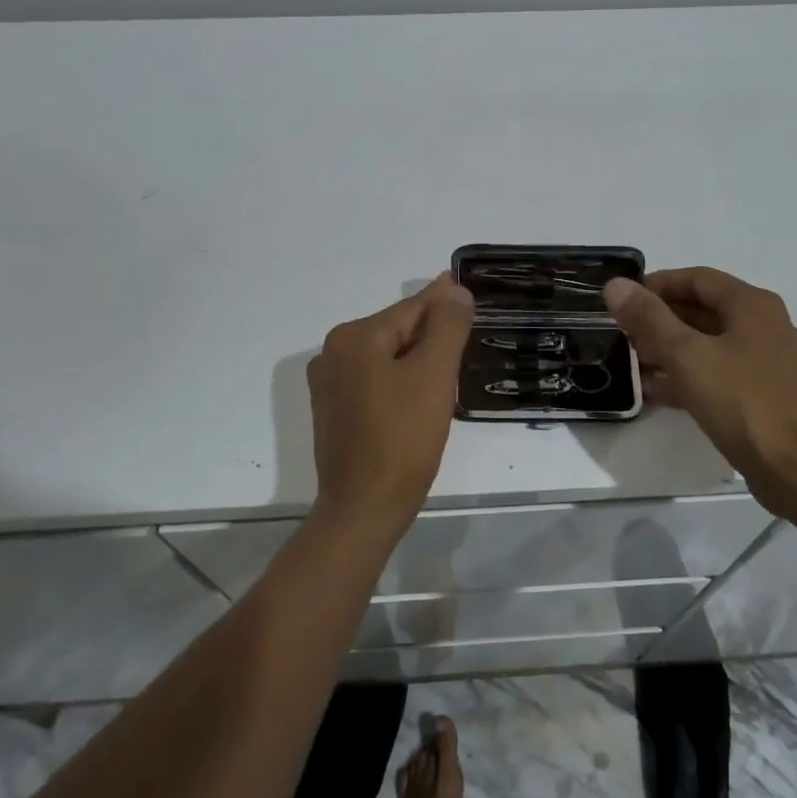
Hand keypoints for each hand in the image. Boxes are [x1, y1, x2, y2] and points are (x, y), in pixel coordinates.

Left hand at [307, 273, 475, 537]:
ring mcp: (329, 386)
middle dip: (432, 333)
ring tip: (450, 360)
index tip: (463, 288)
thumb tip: (455, 291)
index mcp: (353, 338)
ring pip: (386, 357)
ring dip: (417, 358)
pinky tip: (421, 393)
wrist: (363, 510)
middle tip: (467, 332)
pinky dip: (400, 380)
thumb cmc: (402, 438)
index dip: (442, 301)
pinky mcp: (334, 413)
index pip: (410, 310)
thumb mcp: (433, 375)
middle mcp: (332, 354)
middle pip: (396, 331)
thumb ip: (447, 327)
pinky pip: (375, 381)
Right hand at [604, 268, 796, 512]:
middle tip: (623, 334)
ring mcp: (767, 362)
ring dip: (670, 350)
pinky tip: (657, 393)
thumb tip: (616, 285)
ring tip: (633, 363)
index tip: (623, 301)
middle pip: (703, 309)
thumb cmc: (743, 403)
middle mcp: (764, 325)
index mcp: (751, 305)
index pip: (696, 278)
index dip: (657, 285)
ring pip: (709, 344)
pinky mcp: (764, 395)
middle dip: (660, 319)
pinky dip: (688, 376)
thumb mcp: (687, 356)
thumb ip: (649, 318)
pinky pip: (719, 373)